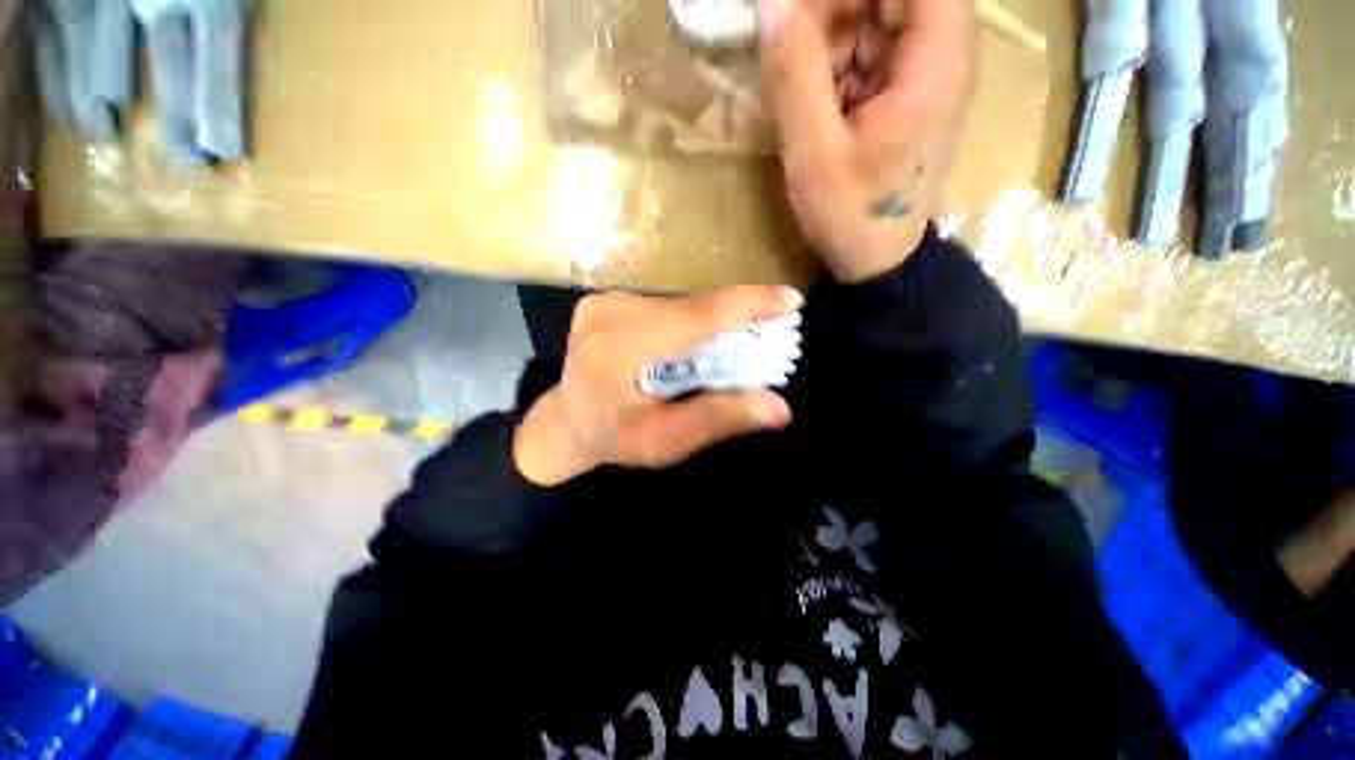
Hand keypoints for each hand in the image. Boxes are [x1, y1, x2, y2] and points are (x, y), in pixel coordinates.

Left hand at [513, 286, 801, 485]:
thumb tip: (780, 407)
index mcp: (620, 351)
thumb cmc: (614, 439)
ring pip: (679, 305)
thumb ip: (718, 419)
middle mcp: (609, 314)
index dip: (746, 305)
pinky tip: (697, 341)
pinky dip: (689, 321)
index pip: (695, 318)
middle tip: (772, 331)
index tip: (791, 300)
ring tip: (736, 342)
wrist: (565, 422)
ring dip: (712, 322)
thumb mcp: (666, 441)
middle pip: (691, 309)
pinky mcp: (605, 301)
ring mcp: (603, 303)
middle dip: (736, 319)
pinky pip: (663, 306)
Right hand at [758, 0, 974, 281]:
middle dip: (832, 11)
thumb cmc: (850, 216)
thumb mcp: (813, 153)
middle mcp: (941, 53)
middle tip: (788, 52)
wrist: (876, 260)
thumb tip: (770, 3)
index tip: (804, 14)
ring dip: (827, 42)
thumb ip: (793, 75)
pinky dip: (833, 67)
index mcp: (935, 60)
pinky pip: (868, 51)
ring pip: (875, 16)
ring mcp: (923, 72)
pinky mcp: (905, 92)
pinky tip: (815, 108)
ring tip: (799, 94)